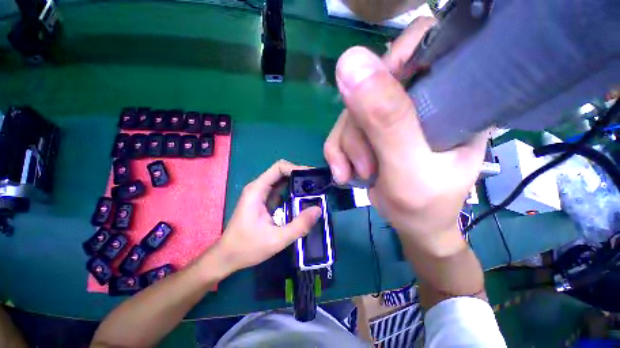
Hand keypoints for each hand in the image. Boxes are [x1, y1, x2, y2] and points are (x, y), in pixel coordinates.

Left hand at [214, 160, 321, 273]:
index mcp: (257, 190)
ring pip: (282, 181)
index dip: (296, 168)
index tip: (312, 176)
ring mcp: (261, 194)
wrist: (227, 257)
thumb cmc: (247, 248)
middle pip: (282, 172)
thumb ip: (299, 225)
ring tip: (314, 190)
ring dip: (297, 183)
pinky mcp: (264, 201)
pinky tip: (303, 199)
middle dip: (300, 176)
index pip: (279, 168)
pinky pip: (281, 191)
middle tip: (317, 183)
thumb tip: (318, 210)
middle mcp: (259, 188)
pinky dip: (293, 192)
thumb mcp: (276, 239)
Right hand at [325, 18, 488, 255]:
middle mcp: (419, 99)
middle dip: (357, 129)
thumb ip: (386, 120)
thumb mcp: (408, 166)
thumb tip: (349, 63)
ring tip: (354, 174)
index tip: (373, 103)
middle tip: (365, 166)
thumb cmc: (424, 205)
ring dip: (344, 147)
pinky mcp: (369, 131)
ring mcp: (389, 116)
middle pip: (370, 86)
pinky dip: (336, 153)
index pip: (424, 45)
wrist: (412, 224)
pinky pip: (340, 131)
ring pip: (349, 113)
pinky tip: (344, 173)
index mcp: (452, 96)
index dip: (393, 62)